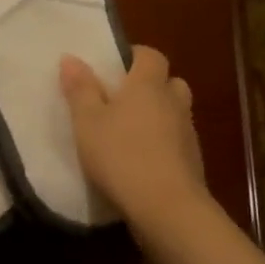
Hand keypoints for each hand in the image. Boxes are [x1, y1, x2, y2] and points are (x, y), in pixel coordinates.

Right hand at [60, 46, 205, 223]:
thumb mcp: (87, 122)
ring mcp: (188, 134)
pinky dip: (163, 144)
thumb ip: (80, 89)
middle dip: (151, 86)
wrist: (166, 208)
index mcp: (148, 85)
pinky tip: (141, 161)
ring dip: (158, 117)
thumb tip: (71, 58)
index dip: (134, 56)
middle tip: (123, 100)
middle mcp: (173, 103)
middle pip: (169, 82)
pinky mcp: (193, 163)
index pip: (150, 55)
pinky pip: (177, 142)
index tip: (114, 68)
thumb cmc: (121, 155)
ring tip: (129, 133)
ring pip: (175, 113)